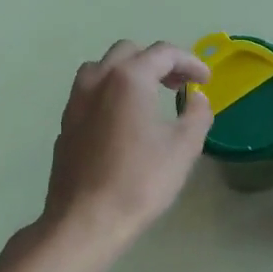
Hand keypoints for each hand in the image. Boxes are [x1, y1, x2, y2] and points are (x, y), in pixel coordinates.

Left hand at [41, 40, 211, 252]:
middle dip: (158, 62)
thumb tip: (197, 98)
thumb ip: (197, 114)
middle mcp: (97, 80)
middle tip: (179, 84)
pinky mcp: (66, 124)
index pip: (163, 53)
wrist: (86, 219)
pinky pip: (90, 94)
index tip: (206, 80)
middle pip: (129, 52)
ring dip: (129, 73)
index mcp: (129, 78)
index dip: (190, 62)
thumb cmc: (140, 181)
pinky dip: (111, 93)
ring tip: (150, 97)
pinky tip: (124, 121)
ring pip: (102, 69)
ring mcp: (75, 102)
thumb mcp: (184, 147)